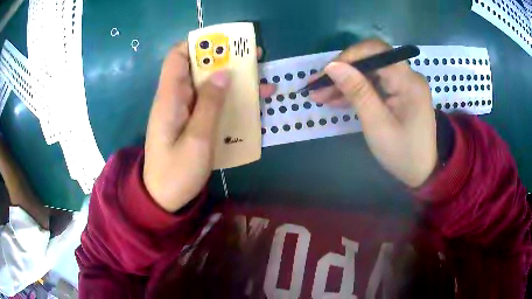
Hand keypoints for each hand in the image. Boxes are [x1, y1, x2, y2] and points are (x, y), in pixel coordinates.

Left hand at [144, 43, 274, 211]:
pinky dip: (230, 100)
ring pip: (208, 86)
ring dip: (233, 82)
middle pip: (198, 68)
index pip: (177, 57)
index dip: (198, 44)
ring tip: (263, 82)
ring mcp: (184, 112)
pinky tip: (252, 105)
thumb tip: (223, 73)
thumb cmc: (177, 173)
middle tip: (255, 59)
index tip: (225, 44)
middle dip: (225, 61)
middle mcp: (176, 99)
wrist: (164, 200)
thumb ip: (210, 105)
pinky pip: (211, 104)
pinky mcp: (192, 123)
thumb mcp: (197, 140)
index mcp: (170, 98)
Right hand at [310, 39, 436, 187]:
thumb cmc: (402, 153)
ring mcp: (404, 84)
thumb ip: (357, 91)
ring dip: (346, 82)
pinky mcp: (400, 92)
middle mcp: (408, 76)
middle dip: (343, 71)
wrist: (421, 172)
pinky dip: (356, 91)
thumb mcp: (377, 124)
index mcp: (408, 81)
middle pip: (371, 60)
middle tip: (317, 86)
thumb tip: (332, 65)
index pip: (376, 51)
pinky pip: (375, 84)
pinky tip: (337, 99)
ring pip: (370, 72)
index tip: (326, 73)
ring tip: (321, 95)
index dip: (348, 57)